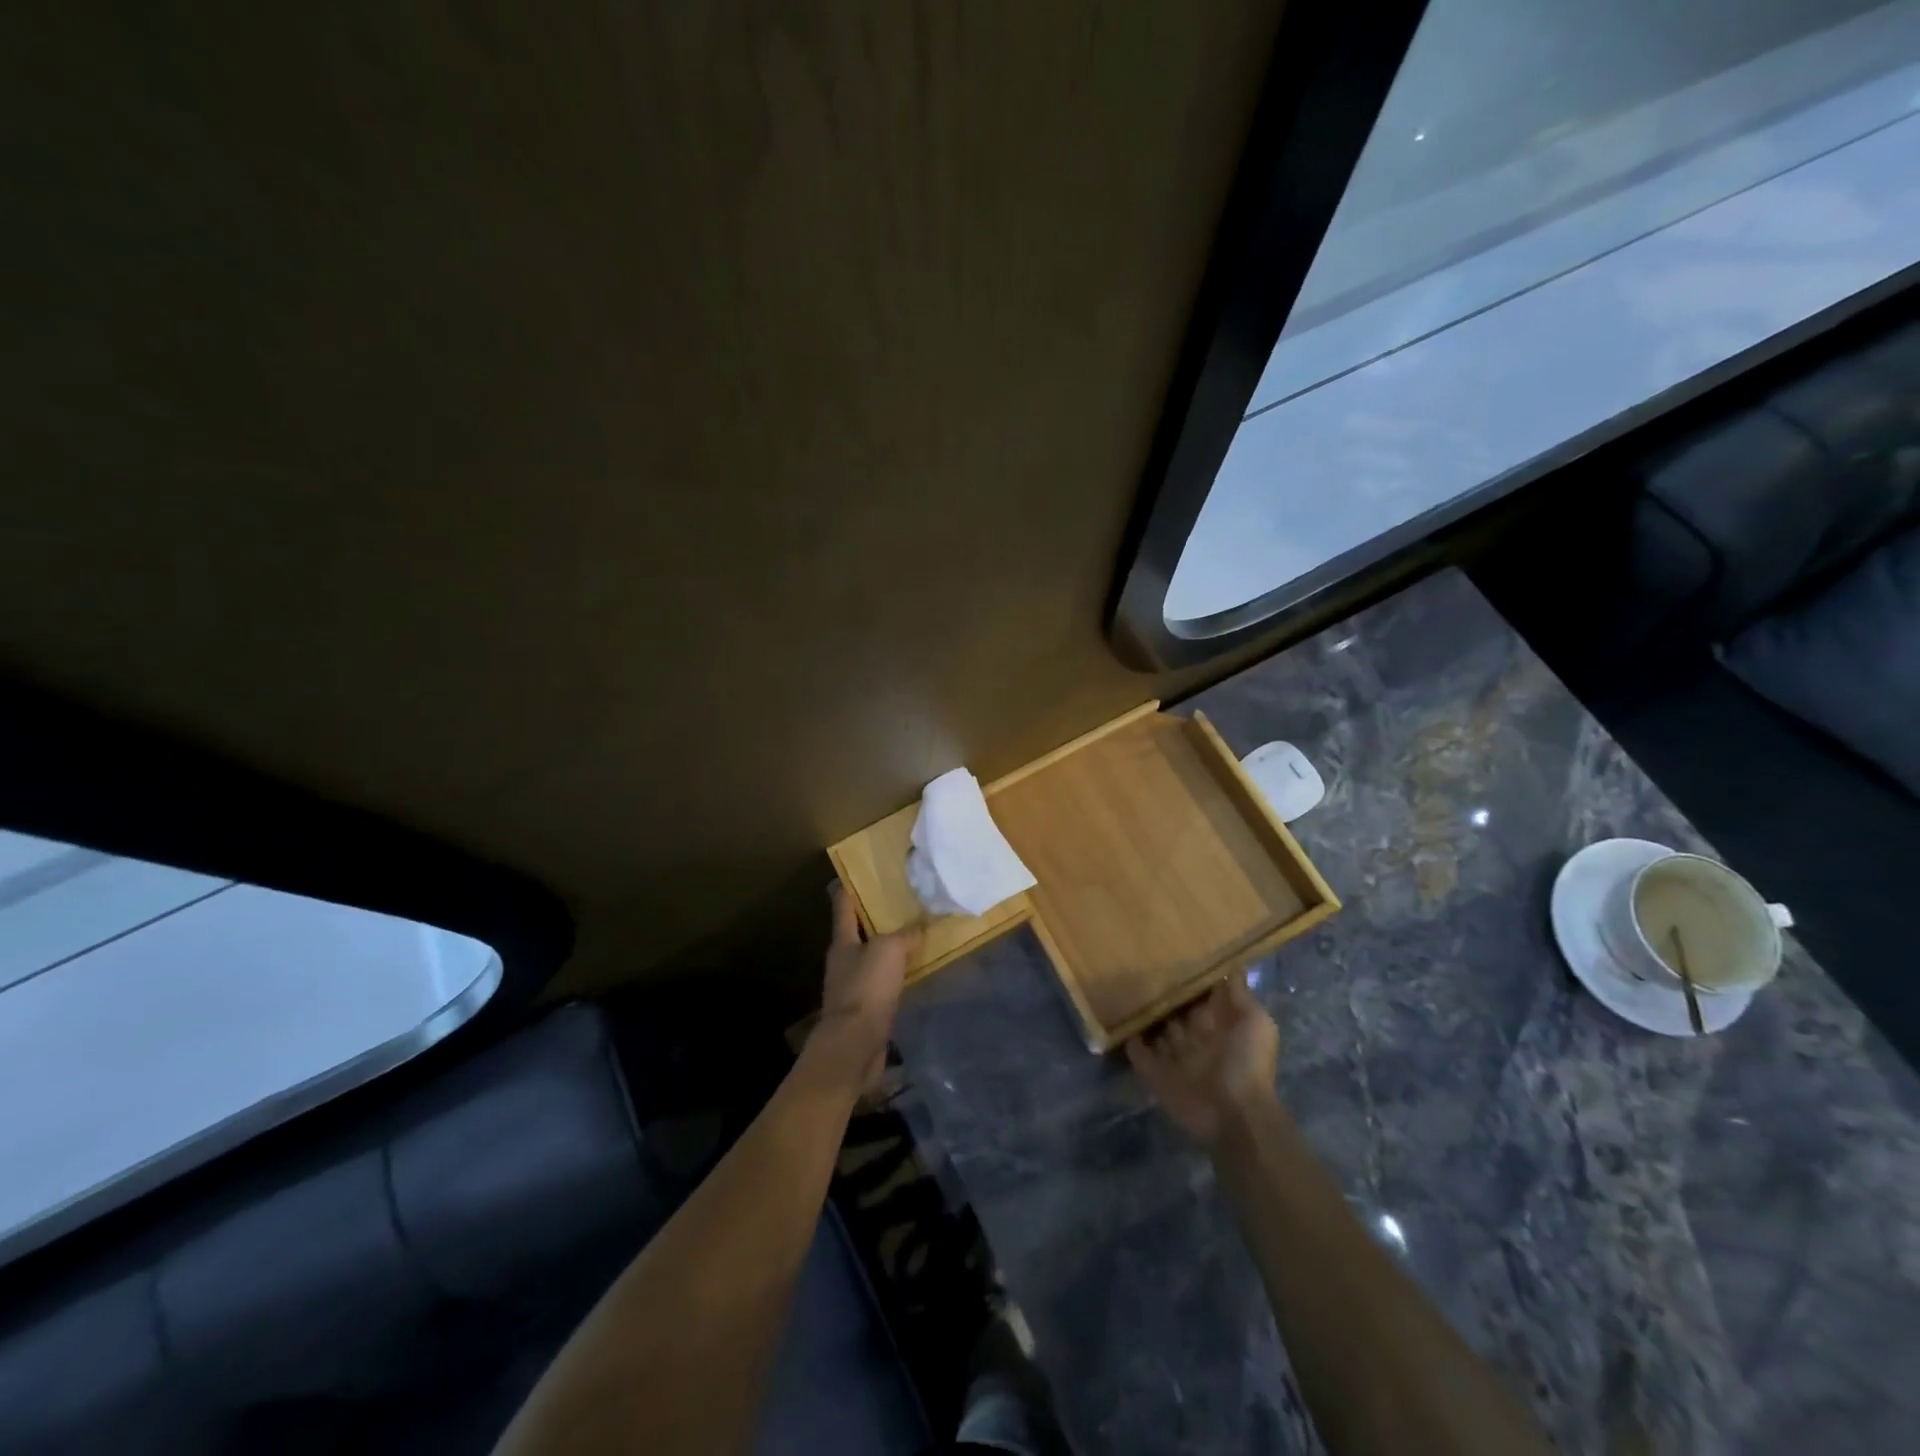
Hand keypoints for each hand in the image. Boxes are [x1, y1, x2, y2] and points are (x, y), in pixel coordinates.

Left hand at [816, 882, 920, 1089]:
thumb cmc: (867, 988)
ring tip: (912, 936)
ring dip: (887, 948)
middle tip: (900, 902)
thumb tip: (921, 924)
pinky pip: (881, 984)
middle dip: (875, 918)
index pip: (843, 906)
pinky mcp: (864, 1010)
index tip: (857, 873)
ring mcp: (852, 987)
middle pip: (857, 933)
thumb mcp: (889, 950)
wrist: (855, 1045)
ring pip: (871, 959)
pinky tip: (911, 973)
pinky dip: (894, 975)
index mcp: (842, 942)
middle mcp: (843, 962)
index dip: (848, 888)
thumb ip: (906, 934)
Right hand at [1126, 974, 1279, 1147]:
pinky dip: (1130, 1041)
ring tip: (1122, 989)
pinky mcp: (1157, 1074)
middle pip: (1175, 1011)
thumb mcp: (1255, 1021)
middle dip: (1162, 995)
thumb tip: (1229, 966)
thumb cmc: (1247, 1063)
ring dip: (1145, 1015)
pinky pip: (1139, 1054)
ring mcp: (1175, 1057)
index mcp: (1218, 1024)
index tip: (1170, 952)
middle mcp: (1195, 1038)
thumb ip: (1239, 995)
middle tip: (1138, 966)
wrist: (1234, 1114)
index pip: (1199, 996)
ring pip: (1156, 1030)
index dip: (1188, 978)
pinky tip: (1118, 1020)